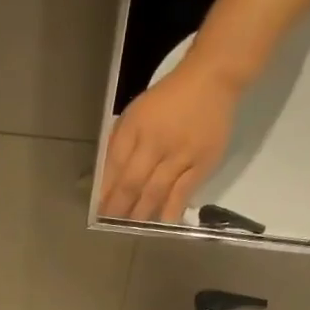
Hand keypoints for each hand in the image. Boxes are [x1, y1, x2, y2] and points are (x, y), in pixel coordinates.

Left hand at [99, 59, 242, 221]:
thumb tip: (106, 178)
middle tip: (111, 226)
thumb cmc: (168, 99)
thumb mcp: (136, 113)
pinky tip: (162, 223)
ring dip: (141, 213)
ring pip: (156, 191)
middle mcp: (156, 142)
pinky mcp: (203, 163)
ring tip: (131, 229)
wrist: (212, 80)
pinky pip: (184, 191)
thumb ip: (120, 142)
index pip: (114, 165)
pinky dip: (171, 209)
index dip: (105, 191)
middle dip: (119, 208)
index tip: (98, 210)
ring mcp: (181, 154)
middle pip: (133, 182)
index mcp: (135, 127)